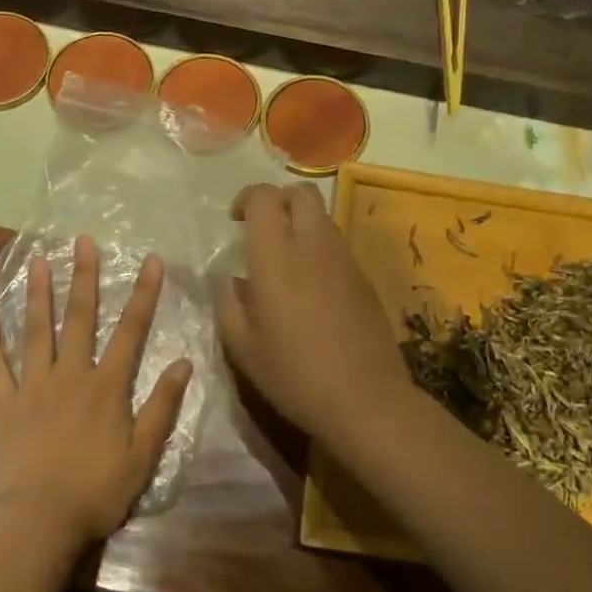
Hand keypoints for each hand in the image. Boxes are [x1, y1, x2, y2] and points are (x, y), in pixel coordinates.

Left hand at [0, 235, 190, 551]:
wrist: (38, 523)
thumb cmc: (97, 491)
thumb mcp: (142, 454)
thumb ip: (162, 406)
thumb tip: (183, 362)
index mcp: (106, 386)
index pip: (131, 330)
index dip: (143, 293)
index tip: (150, 259)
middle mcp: (70, 374)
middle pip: (79, 317)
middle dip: (83, 276)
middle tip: (82, 239)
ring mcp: (33, 386)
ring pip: (36, 331)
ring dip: (38, 293)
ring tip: (38, 259)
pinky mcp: (4, 405)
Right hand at [215, 182, 410, 438]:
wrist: (364, 398)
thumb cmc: (294, 374)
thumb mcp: (242, 345)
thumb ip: (227, 301)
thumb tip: (227, 277)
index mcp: (276, 255)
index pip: (264, 197)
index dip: (246, 199)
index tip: (235, 220)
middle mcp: (312, 244)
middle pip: (300, 193)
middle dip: (278, 200)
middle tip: (262, 228)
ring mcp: (344, 258)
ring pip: (322, 216)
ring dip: (300, 223)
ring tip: (286, 258)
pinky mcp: (364, 277)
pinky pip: (337, 244)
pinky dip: (319, 247)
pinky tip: (311, 285)